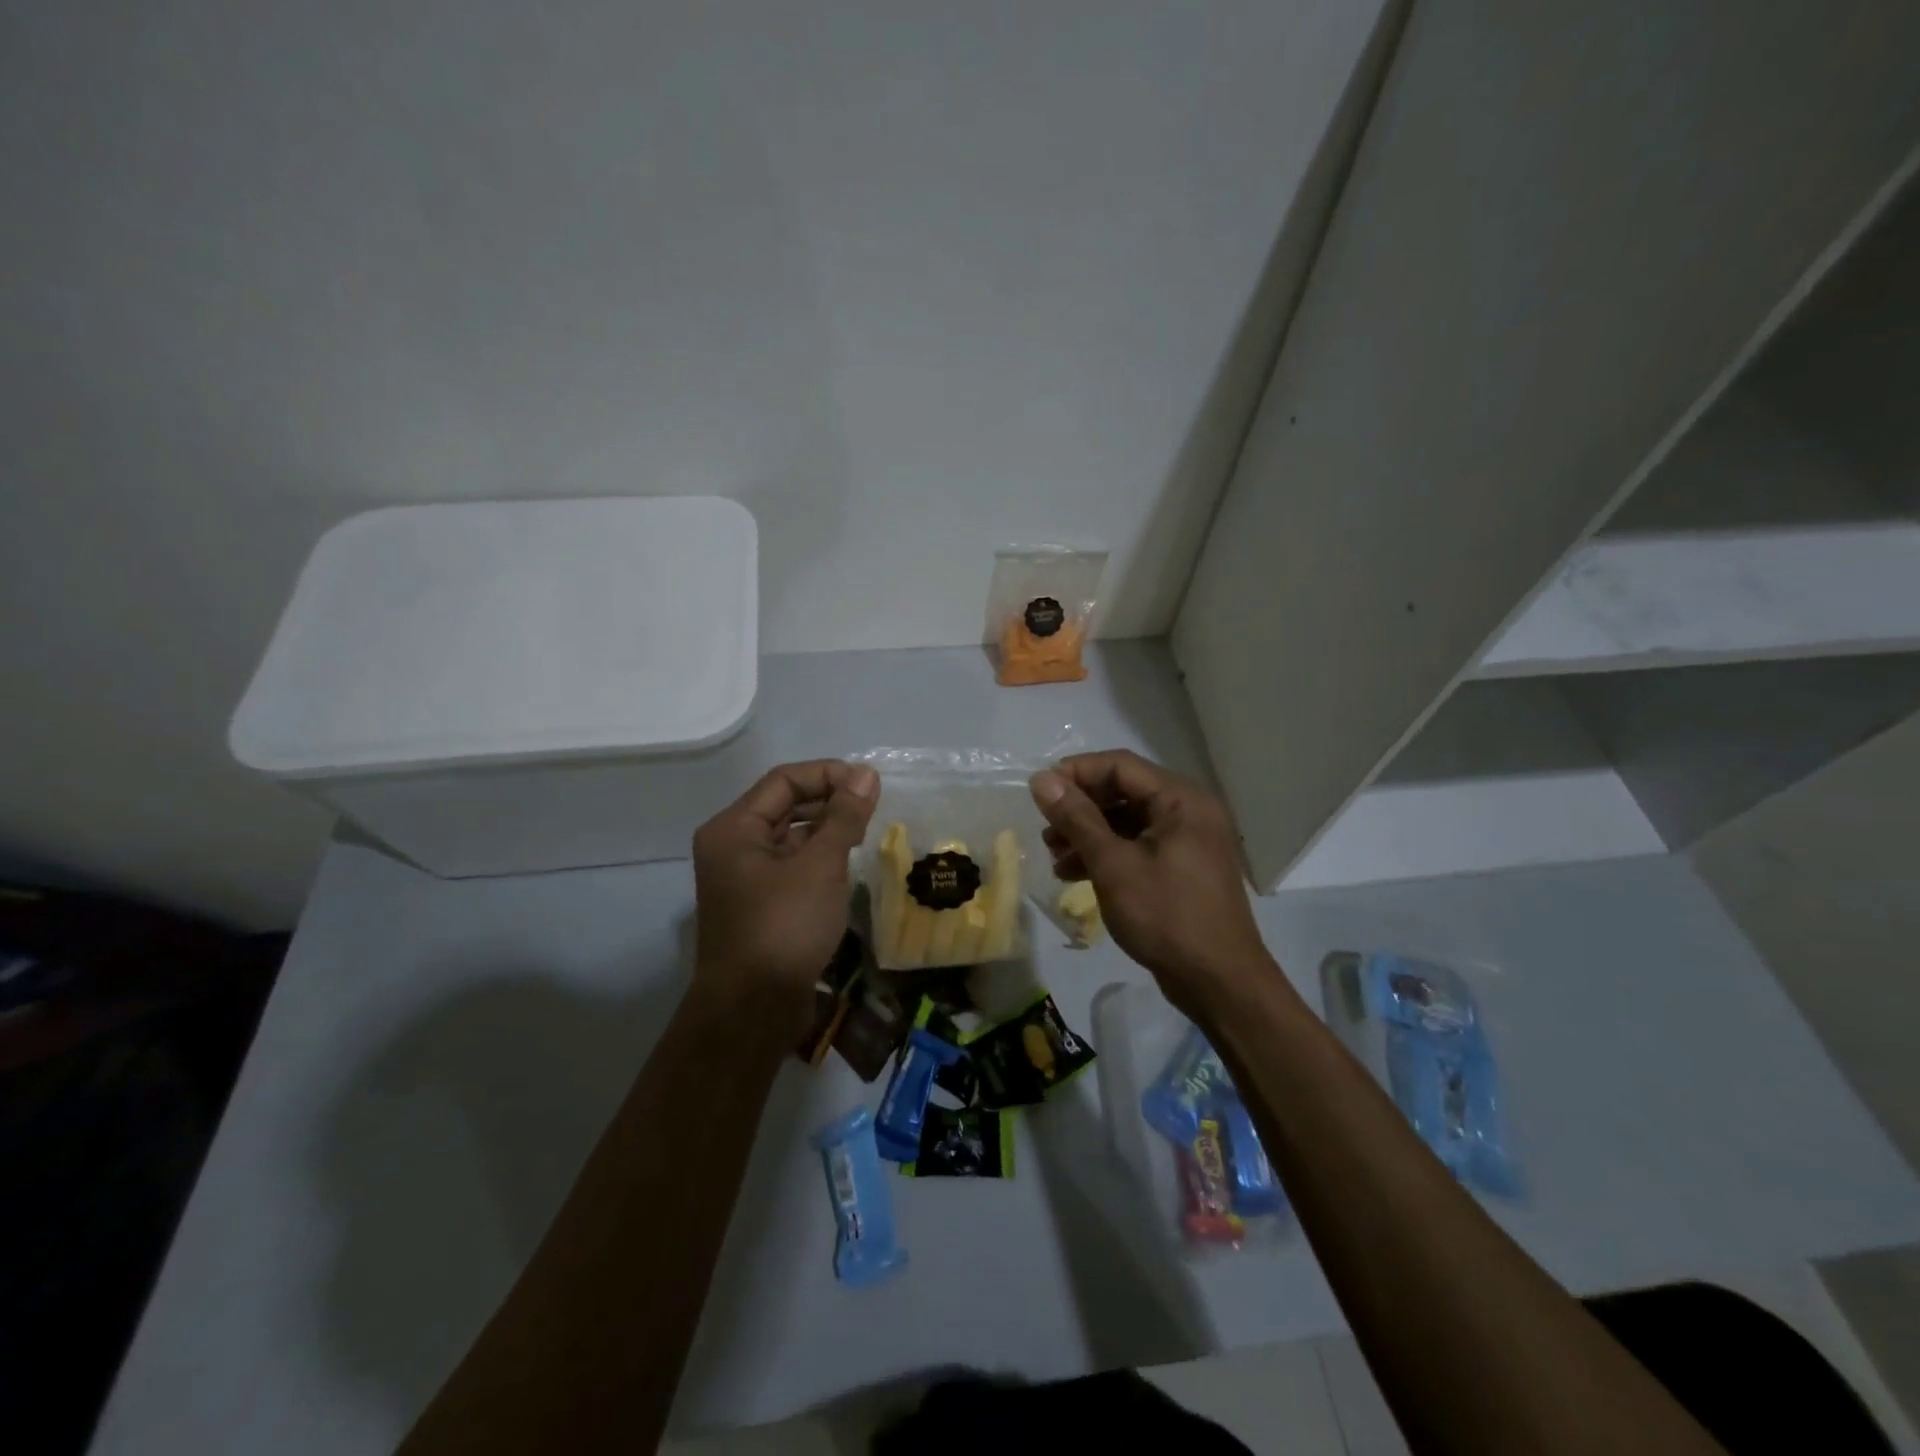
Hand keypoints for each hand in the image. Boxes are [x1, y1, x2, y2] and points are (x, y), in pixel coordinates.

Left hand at [691, 760, 877, 1026]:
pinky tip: (847, 865)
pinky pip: (791, 866)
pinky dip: (819, 859)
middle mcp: (732, 846)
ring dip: (826, 830)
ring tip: (865, 833)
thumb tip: (866, 774)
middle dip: (829, 801)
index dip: (829, 774)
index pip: (784, 781)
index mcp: (733, 828)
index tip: (870, 784)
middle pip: (784, 806)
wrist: (753, 1011)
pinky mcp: (759, 905)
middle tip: (872, 808)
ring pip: (790, 837)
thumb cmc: (784, 928)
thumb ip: (844, 816)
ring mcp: (743, 878)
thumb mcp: (820, 866)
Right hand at [1029, 750, 1274, 1012]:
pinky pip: (1137, 847)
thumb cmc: (1166, 916)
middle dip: (1080, 808)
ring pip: (1127, 822)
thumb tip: (1041, 779)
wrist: (1218, 983)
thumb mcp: (1113, 864)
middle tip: (1045, 828)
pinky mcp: (1181, 869)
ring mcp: (1187, 842)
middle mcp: (1188, 812)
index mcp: (1181, 800)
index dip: (1076, 773)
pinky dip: (1106, 855)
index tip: (1039, 792)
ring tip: (1053, 855)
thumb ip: (1077, 818)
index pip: (1120, 766)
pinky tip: (1073, 874)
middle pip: (1123, 792)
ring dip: (1088, 834)